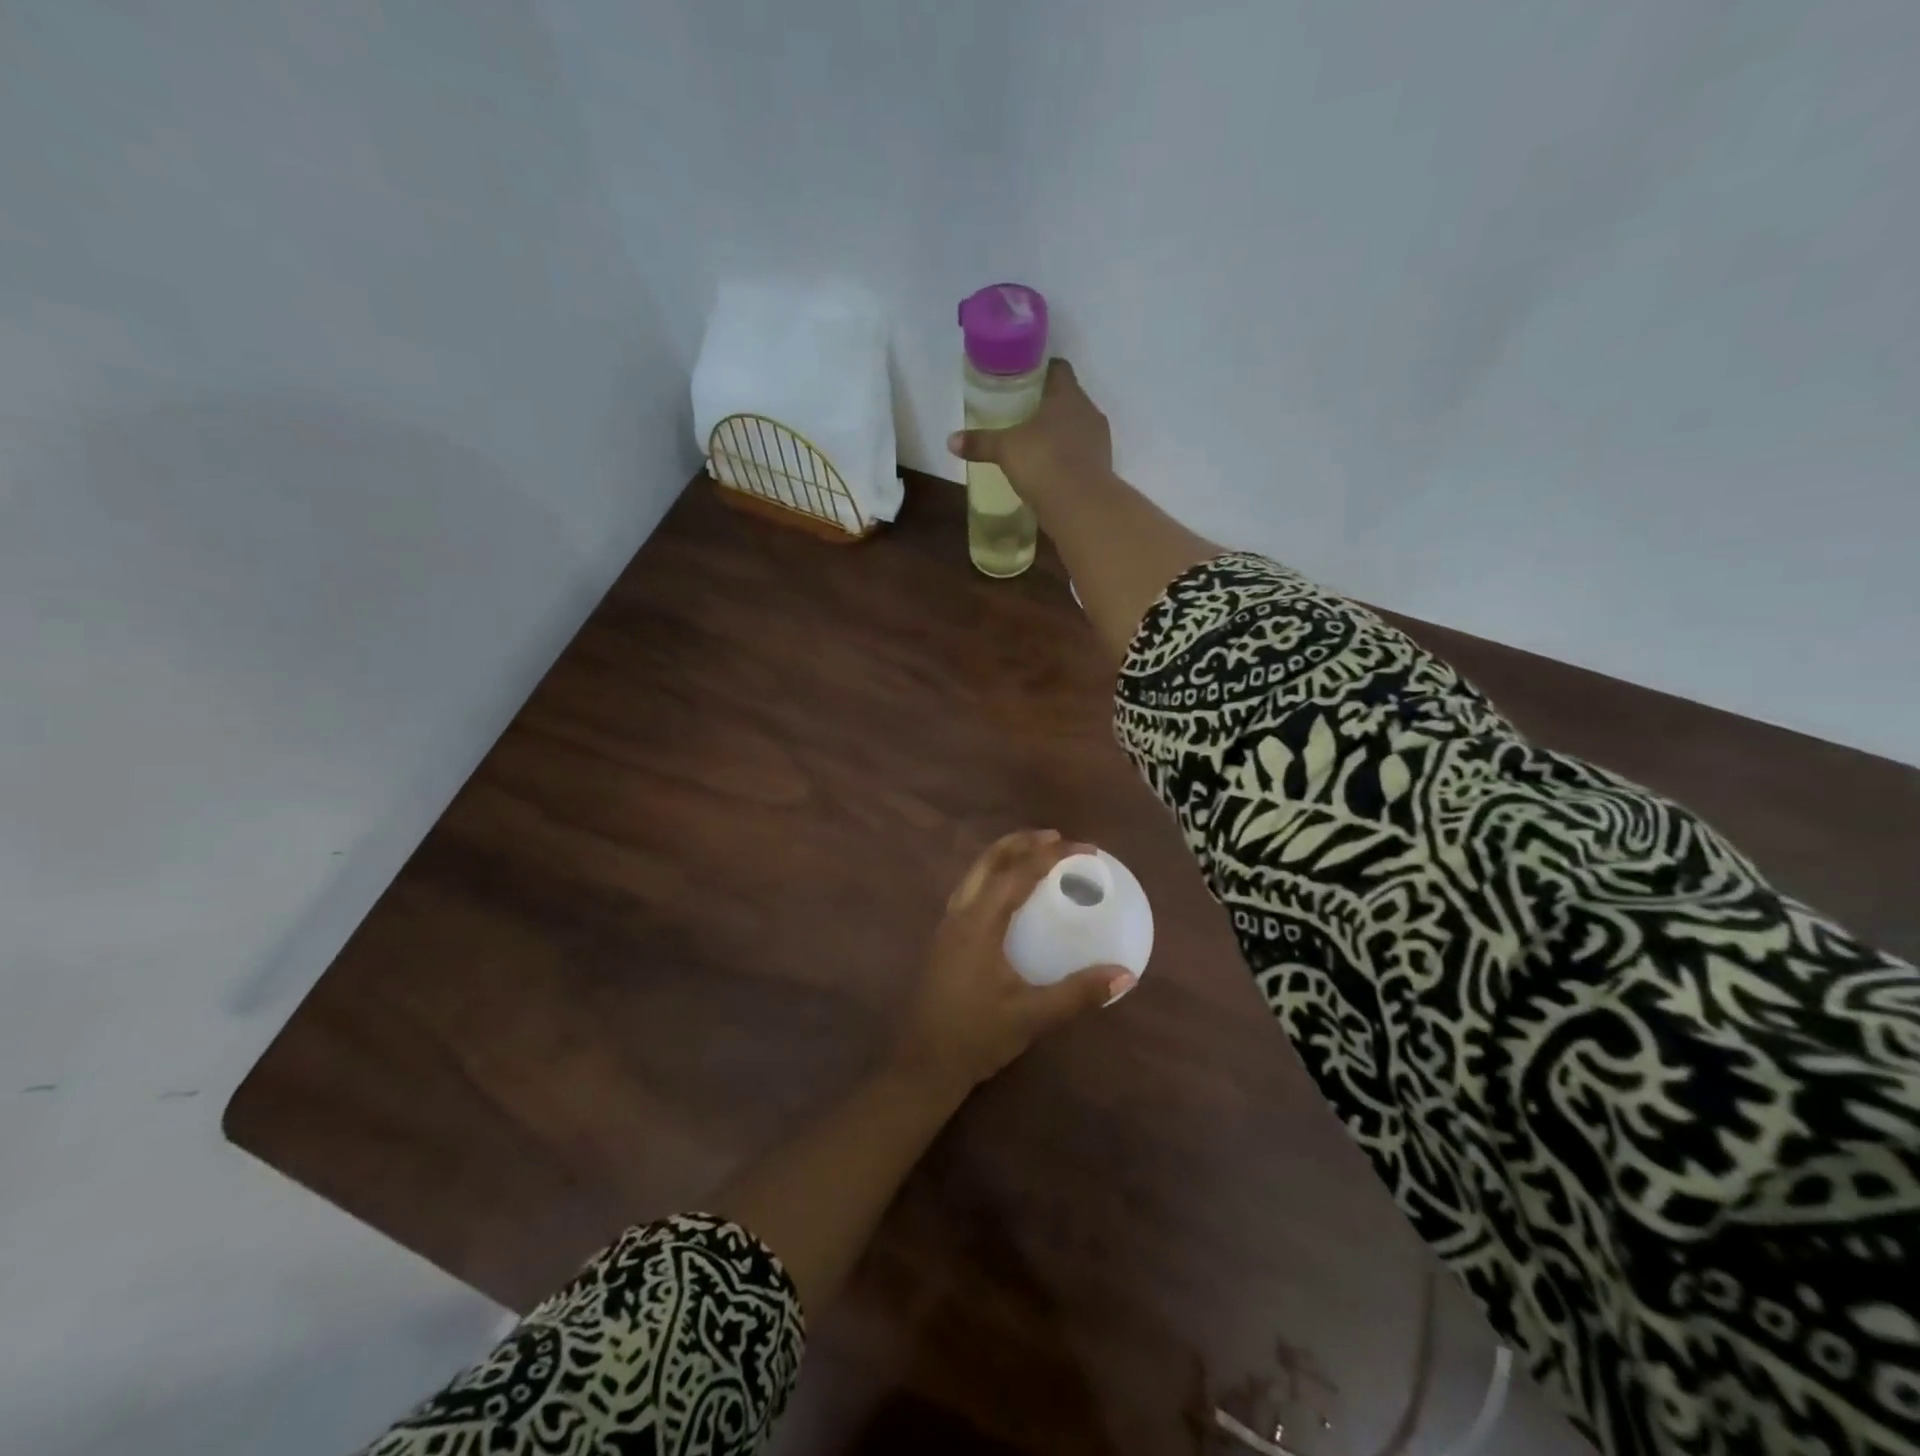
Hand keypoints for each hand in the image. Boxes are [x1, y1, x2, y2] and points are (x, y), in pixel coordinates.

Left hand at [891, 830, 1135, 1096]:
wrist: (923, 1064)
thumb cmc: (977, 1036)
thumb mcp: (1032, 1016)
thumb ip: (1079, 994)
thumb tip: (1125, 975)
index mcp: (979, 923)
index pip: (1018, 874)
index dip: (1052, 855)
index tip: (1085, 848)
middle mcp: (959, 914)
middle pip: (989, 861)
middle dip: (1022, 842)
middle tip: (1057, 838)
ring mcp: (947, 926)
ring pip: (975, 873)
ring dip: (1005, 856)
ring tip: (1036, 856)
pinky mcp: (945, 940)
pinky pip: (970, 890)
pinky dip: (994, 877)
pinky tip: (1009, 895)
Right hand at [947, 359, 1112, 503]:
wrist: (1081, 507)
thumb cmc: (1043, 462)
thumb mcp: (1005, 450)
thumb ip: (980, 443)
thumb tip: (950, 441)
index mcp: (1068, 395)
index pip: (1058, 369)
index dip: (1041, 370)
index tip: (1023, 379)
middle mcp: (1088, 412)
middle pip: (1067, 399)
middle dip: (1047, 405)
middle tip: (1021, 415)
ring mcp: (1099, 441)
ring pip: (1076, 428)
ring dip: (1059, 434)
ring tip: (1034, 445)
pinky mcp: (1101, 468)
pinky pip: (1080, 455)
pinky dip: (1066, 458)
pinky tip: (1048, 470)